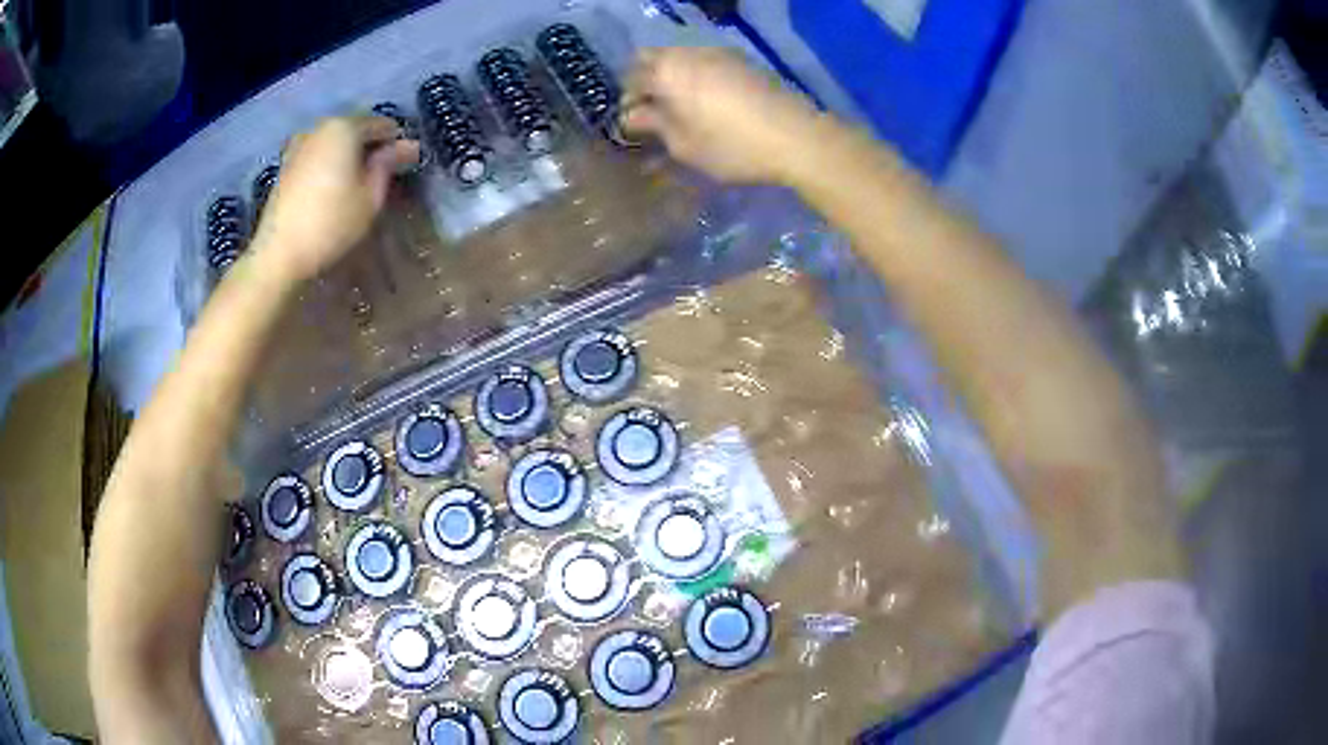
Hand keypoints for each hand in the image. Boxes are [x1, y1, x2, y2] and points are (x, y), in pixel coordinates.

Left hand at [250, 116, 419, 282]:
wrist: (279, 254)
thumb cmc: (331, 224)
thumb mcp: (371, 196)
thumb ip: (388, 165)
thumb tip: (408, 146)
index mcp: (345, 127)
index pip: (382, 125)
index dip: (398, 143)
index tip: (407, 166)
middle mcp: (320, 128)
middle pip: (356, 130)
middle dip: (372, 148)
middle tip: (385, 175)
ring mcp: (299, 145)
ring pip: (335, 143)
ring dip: (350, 157)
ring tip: (360, 184)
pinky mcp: (286, 166)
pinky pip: (318, 156)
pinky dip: (331, 165)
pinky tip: (335, 189)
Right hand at [621, 48, 820, 184]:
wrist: (796, 137)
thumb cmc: (731, 146)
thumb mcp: (684, 145)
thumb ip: (654, 125)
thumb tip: (634, 116)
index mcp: (667, 72)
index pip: (631, 78)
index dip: (628, 101)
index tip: (634, 124)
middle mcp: (688, 53)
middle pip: (652, 58)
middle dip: (646, 81)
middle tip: (654, 112)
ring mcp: (718, 53)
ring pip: (680, 58)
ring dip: (672, 77)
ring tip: (681, 109)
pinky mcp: (742, 61)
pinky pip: (705, 62)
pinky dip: (696, 77)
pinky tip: (708, 102)